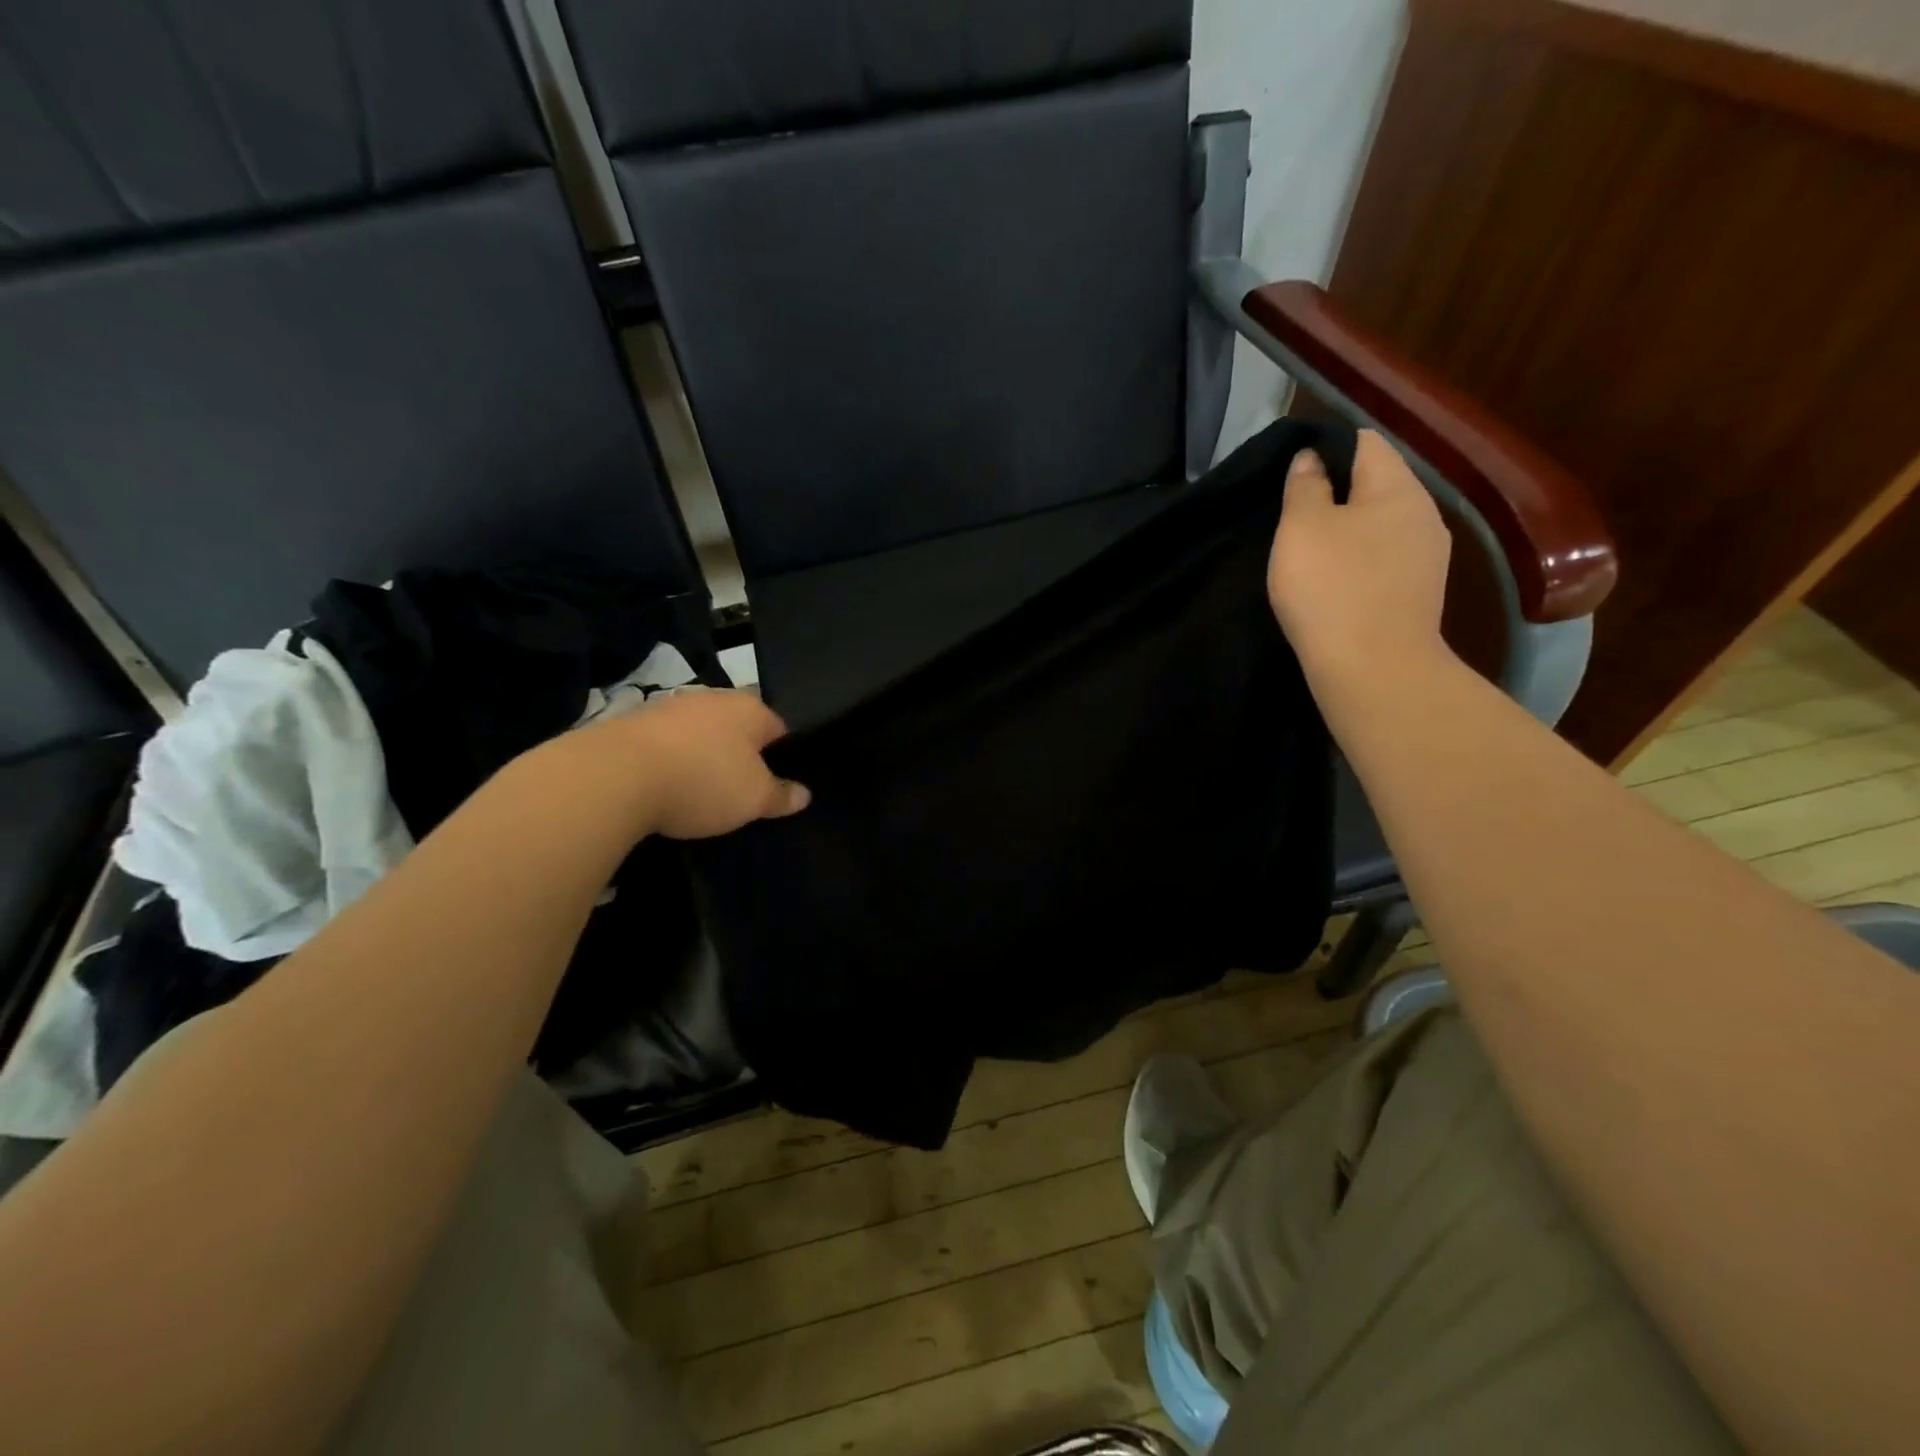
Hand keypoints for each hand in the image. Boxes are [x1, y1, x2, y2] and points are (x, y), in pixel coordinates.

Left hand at [594, 689, 810, 839]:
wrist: (616, 775)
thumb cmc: (704, 781)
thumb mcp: (754, 799)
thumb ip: (781, 795)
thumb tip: (804, 794)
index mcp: (750, 709)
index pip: (779, 729)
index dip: (781, 758)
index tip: (774, 786)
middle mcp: (712, 698)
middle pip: (736, 728)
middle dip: (738, 755)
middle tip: (738, 792)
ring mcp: (669, 707)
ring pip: (698, 733)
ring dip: (700, 757)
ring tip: (697, 793)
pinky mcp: (632, 723)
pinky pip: (664, 744)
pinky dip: (668, 762)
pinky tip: (663, 788)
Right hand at [1268, 431, 1452, 680]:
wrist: (1373, 668)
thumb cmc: (1331, 588)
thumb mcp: (1302, 528)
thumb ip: (1305, 486)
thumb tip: (1312, 458)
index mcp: (1398, 488)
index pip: (1366, 443)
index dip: (1328, 447)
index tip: (1293, 473)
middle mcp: (1423, 514)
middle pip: (1376, 485)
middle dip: (1337, 493)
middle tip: (1293, 516)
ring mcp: (1427, 558)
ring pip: (1380, 527)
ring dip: (1347, 532)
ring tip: (1309, 553)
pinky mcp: (1417, 594)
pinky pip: (1383, 561)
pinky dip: (1357, 563)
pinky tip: (1333, 584)